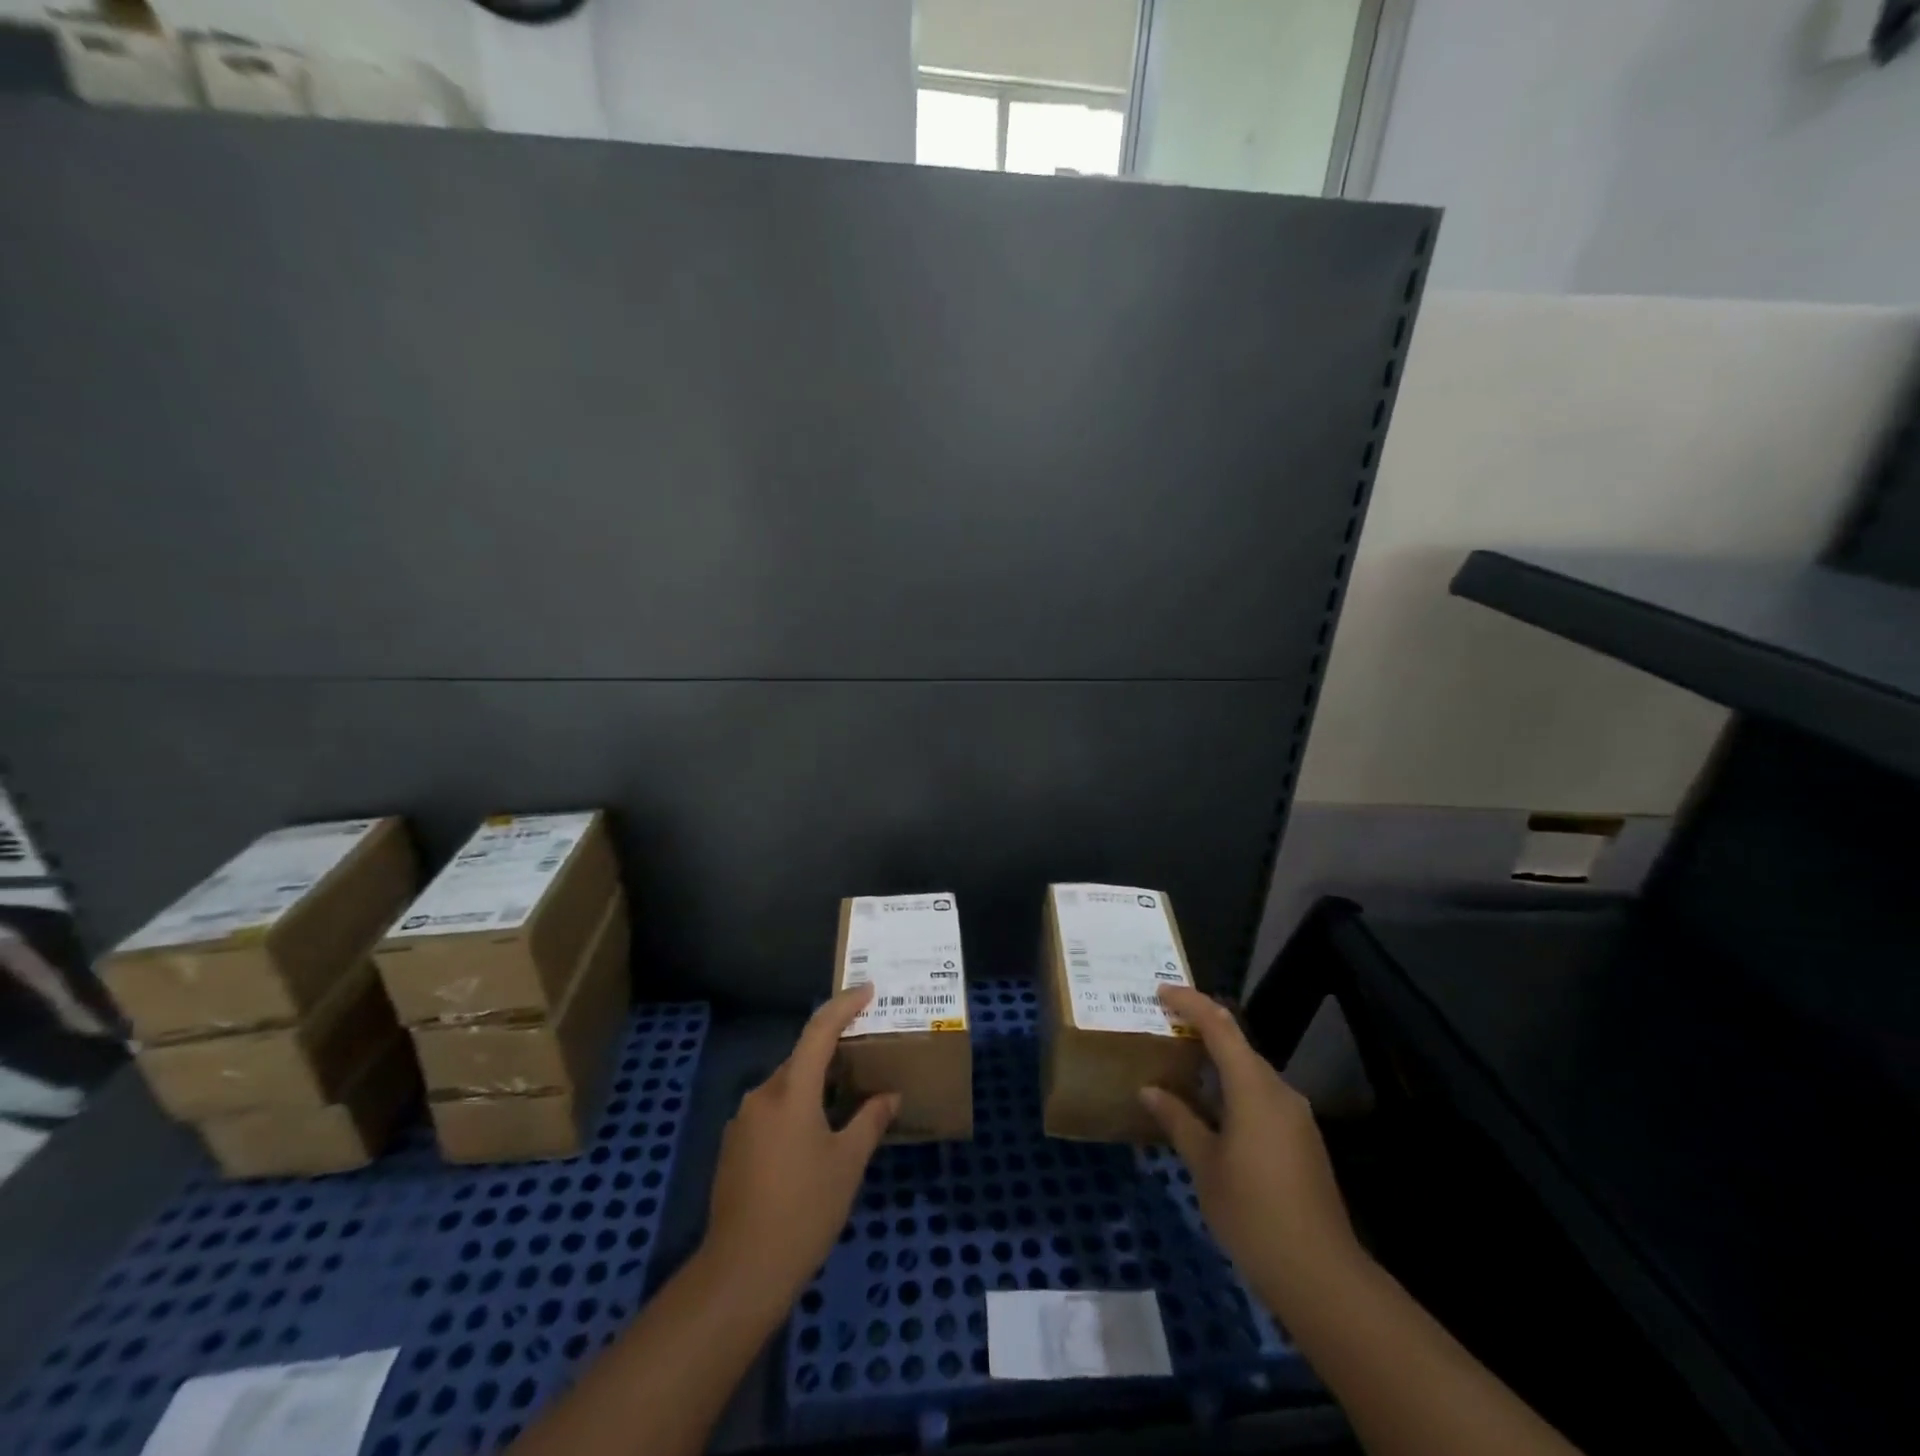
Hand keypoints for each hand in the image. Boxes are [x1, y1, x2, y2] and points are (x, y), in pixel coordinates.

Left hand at [703, 984, 898, 1314]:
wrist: (741, 1272)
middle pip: (801, 1059)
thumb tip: (889, 1096)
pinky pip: (771, 1111)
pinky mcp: (733, 1147)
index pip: (819, 1032)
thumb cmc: (804, 1211)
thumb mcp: (847, 1165)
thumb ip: (869, 1121)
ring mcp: (743, 1122)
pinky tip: (813, 1136)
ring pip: (785, 1086)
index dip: (843, 1005)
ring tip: (845, 1098)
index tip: (867, 990)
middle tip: (864, 1054)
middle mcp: (762, 1096)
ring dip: (813, 1084)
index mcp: (791, 1092)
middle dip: (832, 1051)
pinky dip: (795, 1109)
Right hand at [1140, 985, 1361, 1319]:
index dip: (1191, 1003)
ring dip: (1217, 1063)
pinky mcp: (1302, 1141)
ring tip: (1181, 1067)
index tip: (1160, 991)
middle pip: (1238, 1045)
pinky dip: (1233, 1090)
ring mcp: (1296, 1117)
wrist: (1321, 1275)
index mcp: (1254, 1087)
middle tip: (1164, 1029)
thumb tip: (1150, 1090)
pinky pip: (1262, 1098)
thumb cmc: (1253, 1213)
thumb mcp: (1204, 1166)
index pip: (1220, 1026)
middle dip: (1202, 1031)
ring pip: (1251, 1073)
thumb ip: (1178, 1120)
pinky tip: (1212, 1111)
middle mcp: (1279, 1091)